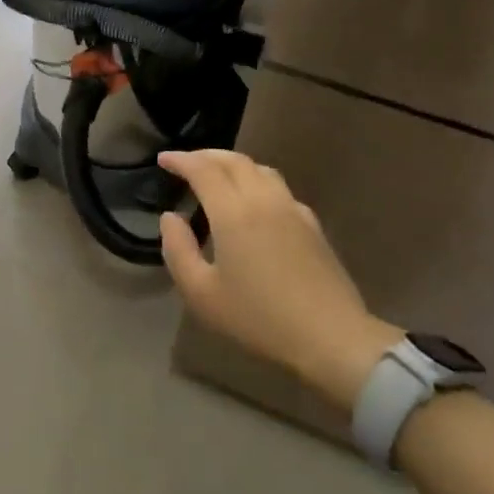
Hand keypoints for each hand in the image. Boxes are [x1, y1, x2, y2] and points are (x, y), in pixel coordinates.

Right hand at [158, 149, 400, 416]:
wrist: (331, 338)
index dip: (181, 160)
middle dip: (206, 156)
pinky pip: (279, 188)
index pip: (203, 169)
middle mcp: (264, 200)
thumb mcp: (201, 293)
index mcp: (233, 212)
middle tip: (186, 163)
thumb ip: (178, 250)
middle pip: (234, 161)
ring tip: (218, 175)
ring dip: (234, 164)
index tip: (163, 159)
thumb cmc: (258, 318)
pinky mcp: (312, 224)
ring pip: (260, 169)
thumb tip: (170, 218)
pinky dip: (257, 181)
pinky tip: (254, 202)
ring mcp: (292, 209)